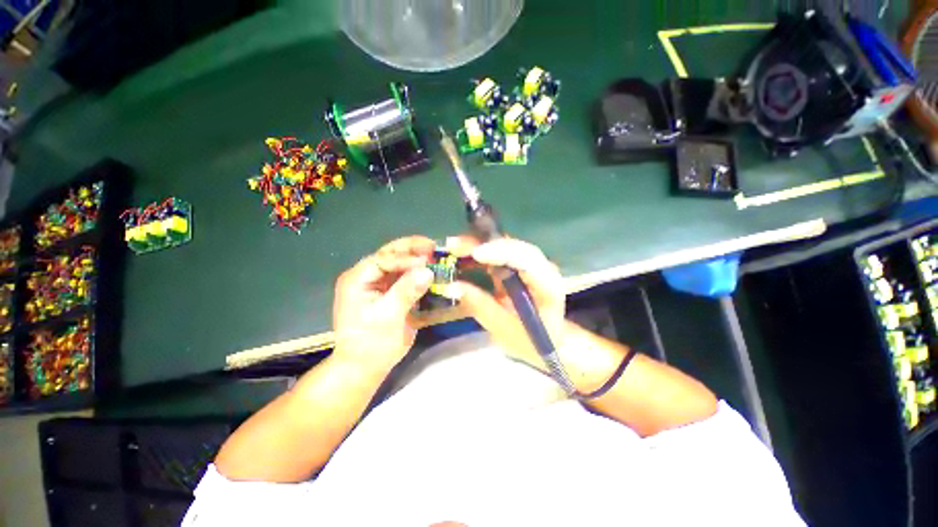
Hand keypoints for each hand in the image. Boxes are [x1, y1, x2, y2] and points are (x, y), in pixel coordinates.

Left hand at [332, 236, 435, 371]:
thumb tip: (428, 271)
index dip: (407, 257)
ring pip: (399, 265)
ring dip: (417, 260)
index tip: (428, 261)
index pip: (384, 259)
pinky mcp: (389, 293)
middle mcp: (367, 277)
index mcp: (358, 279)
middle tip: (434, 246)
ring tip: (436, 257)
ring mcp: (378, 285)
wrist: (365, 367)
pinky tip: (431, 272)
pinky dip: (418, 274)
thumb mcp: (389, 316)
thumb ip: (407, 291)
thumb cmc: (371, 343)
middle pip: (390, 255)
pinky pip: (404, 278)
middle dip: (412, 250)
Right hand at [447, 237, 565, 369]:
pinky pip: (503, 253)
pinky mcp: (523, 267)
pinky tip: (465, 252)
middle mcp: (545, 270)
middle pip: (516, 248)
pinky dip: (484, 251)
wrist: (546, 344)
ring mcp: (534, 266)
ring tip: (455, 245)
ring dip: (482, 244)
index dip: (502, 253)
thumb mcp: (503, 328)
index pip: (528, 261)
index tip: (476, 254)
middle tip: (456, 245)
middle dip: (486, 244)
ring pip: (508, 246)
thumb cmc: (528, 341)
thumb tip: (452, 286)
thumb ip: (480, 306)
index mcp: (548, 287)